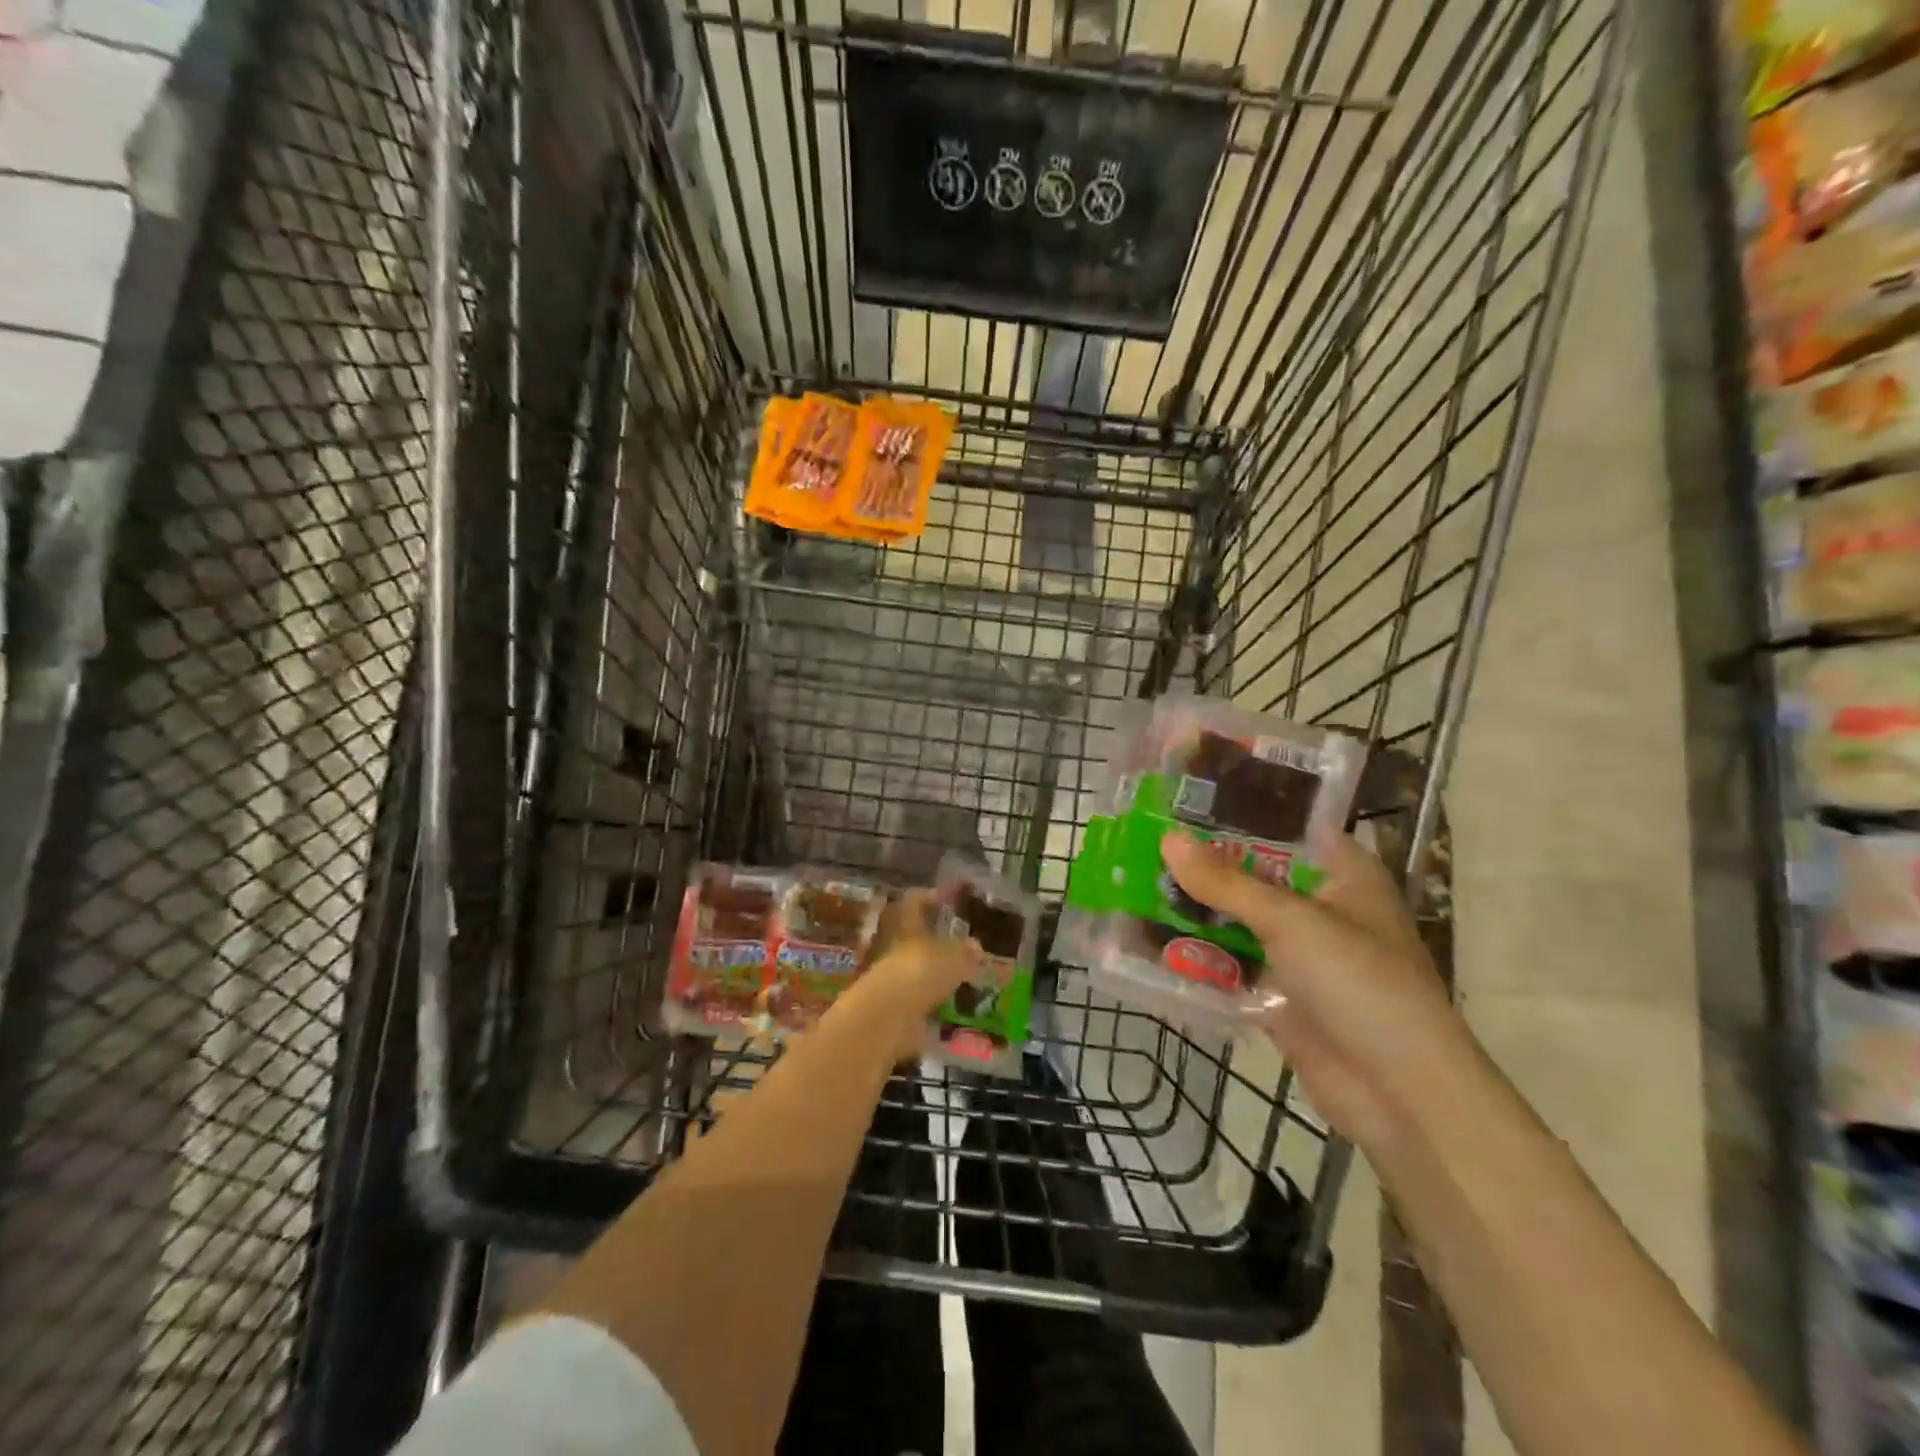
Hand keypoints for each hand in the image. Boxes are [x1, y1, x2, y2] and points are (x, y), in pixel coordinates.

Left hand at [835, 890, 982, 1058]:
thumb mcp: (955, 958)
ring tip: (957, 976)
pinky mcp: (890, 1004)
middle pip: (912, 935)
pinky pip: (913, 995)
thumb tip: (976, 947)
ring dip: (931, 970)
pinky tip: (947, 1004)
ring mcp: (889, 975)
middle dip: (932, 939)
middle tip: (956, 943)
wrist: (888, 1016)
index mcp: (906, 924)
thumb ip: (966, 952)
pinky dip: (929, 998)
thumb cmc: (922, 971)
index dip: (928, 897)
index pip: (914, 901)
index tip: (944, 899)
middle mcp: (892, 945)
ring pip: (913, 965)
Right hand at [1160, 829, 1471, 1151]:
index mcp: (1341, 873)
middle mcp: (1317, 905)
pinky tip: (1144, 938)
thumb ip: (1226, 882)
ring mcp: (1296, 952)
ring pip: (1233, 918)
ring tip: (1129, 881)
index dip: (1237, 809)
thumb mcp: (1292, 922)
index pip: (1285, 824)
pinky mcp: (1276, 991)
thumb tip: (1167, 839)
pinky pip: (1227, 963)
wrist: (1399, 1095)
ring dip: (1191, 908)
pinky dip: (1194, 953)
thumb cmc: (1361, 985)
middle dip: (1200, 861)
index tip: (1182, 794)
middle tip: (1139, 837)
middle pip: (1250, 872)